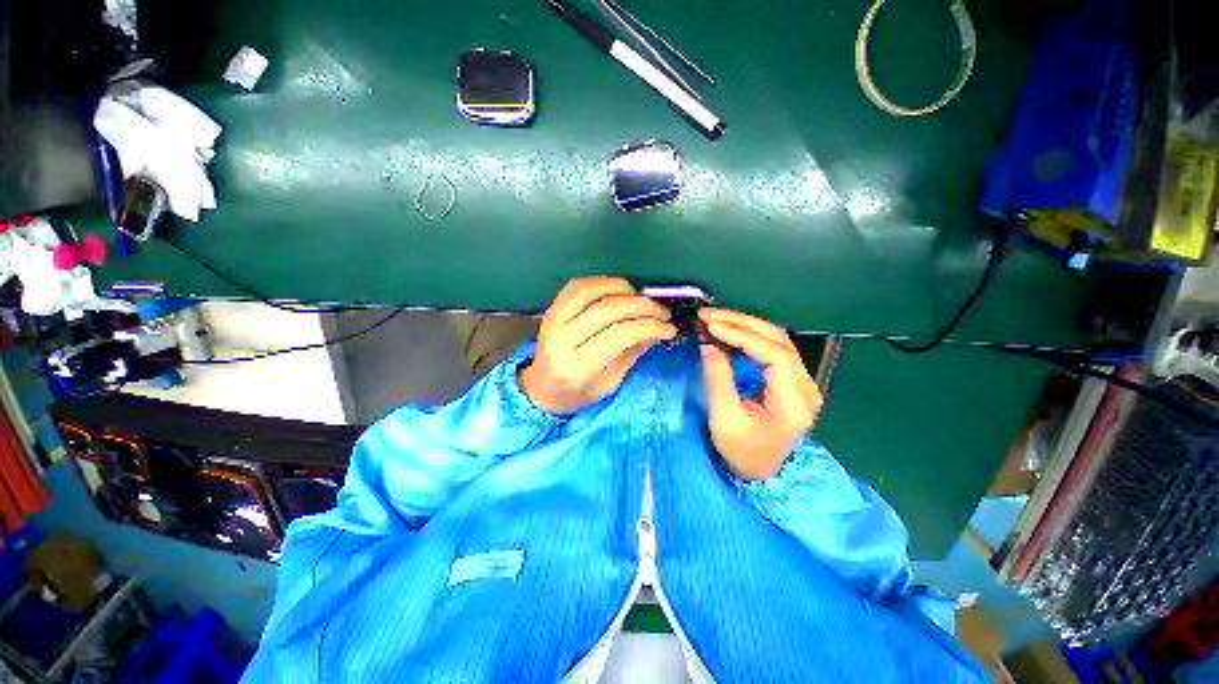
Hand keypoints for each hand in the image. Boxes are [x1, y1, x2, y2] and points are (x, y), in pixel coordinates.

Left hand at [520, 277, 676, 414]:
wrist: (541, 390)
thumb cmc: (578, 394)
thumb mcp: (609, 384)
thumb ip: (631, 353)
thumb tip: (657, 329)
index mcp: (576, 367)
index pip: (617, 336)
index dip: (648, 326)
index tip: (668, 327)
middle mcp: (560, 340)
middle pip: (605, 310)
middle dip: (641, 306)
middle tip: (662, 310)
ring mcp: (552, 321)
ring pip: (590, 291)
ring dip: (622, 288)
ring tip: (642, 297)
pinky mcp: (550, 310)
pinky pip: (576, 286)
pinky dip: (601, 282)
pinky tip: (619, 289)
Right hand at [698, 308, 822, 480]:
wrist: (762, 470)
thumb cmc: (742, 452)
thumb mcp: (724, 419)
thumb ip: (717, 378)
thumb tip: (708, 342)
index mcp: (794, 403)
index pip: (775, 354)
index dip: (743, 336)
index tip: (712, 327)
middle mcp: (806, 386)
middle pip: (778, 339)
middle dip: (740, 323)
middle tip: (707, 316)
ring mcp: (802, 380)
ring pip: (776, 338)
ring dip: (743, 324)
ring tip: (713, 319)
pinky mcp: (792, 377)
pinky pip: (772, 346)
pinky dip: (748, 335)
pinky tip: (727, 330)